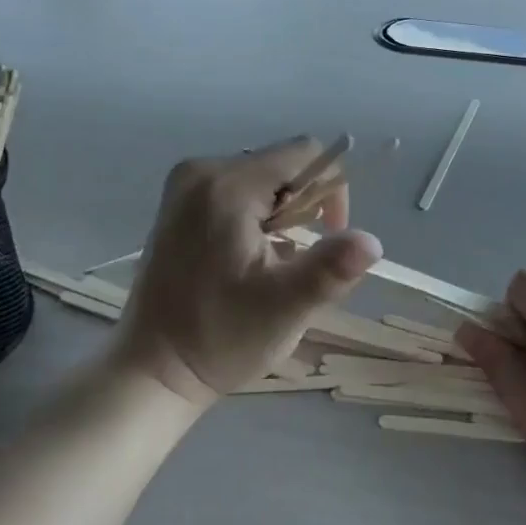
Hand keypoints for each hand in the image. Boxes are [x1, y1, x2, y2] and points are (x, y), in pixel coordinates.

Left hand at [115, 138, 382, 404]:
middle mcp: (201, 171)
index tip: (327, 238)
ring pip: (263, 178)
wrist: (152, 369)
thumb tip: (374, 241)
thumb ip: (330, 269)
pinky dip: (256, 216)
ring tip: (268, 263)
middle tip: (292, 260)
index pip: (305, 154)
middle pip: (283, 165)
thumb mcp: (284, 307)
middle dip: (303, 207)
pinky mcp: (179, 202)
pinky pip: (238, 189)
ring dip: (281, 214)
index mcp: (226, 186)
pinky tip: (245, 258)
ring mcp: (184, 184)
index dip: (331, 190)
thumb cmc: (219, 338)